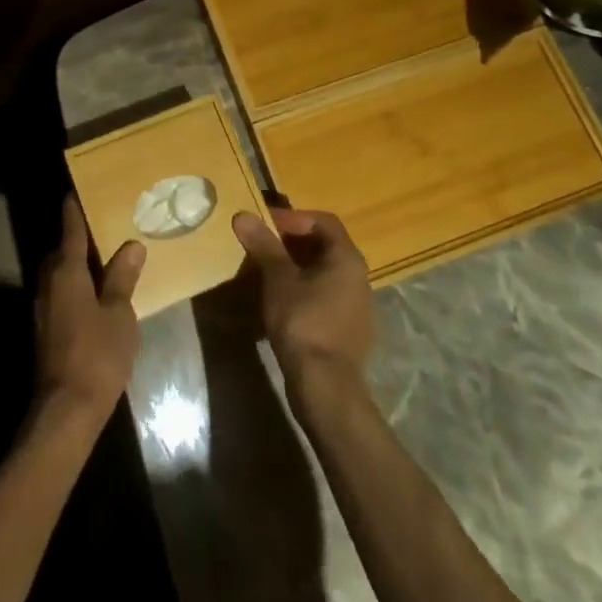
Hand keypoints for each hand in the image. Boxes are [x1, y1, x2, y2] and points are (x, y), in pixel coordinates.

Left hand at [35, 195, 144, 422]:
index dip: (75, 209)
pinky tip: (94, 297)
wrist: (65, 410)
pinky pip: (59, 294)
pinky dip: (74, 287)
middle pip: (61, 251)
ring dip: (75, 265)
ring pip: (58, 274)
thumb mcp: (119, 314)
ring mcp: (42, 307)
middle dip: (77, 239)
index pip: (70, 229)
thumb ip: (123, 278)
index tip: (77, 190)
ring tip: (103, 261)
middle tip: (102, 228)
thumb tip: (132, 245)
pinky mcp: (44, 329)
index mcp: (66, 271)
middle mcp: (48, 282)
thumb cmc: (97, 354)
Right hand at [233, 208, 373, 398]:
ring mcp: (356, 306)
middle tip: (262, 245)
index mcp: (347, 258)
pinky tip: (280, 302)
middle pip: (324, 245)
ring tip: (266, 272)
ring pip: (323, 272)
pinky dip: (303, 290)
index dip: (293, 217)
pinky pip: (324, 296)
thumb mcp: (278, 278)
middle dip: (291, 241)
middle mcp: (358, 277)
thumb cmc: (303, 322)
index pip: (323, 221)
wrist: (325, 387)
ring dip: (295, 266)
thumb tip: (243, 215)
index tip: (266, 224)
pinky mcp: (348, 330)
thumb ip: (263, 244)